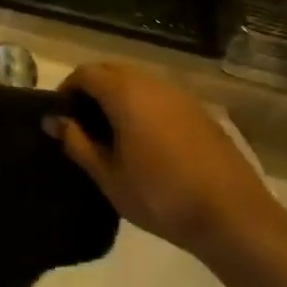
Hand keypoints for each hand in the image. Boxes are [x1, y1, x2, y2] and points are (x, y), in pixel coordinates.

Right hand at [53, 63, 286, 257]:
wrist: (233, 216)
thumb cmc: (160, 196)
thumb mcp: (108, 175)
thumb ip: (76, 142)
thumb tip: (54, 120)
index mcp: (126, 94)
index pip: (85, 73)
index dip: (67, 90)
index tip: (60, 116)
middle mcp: (153, 84)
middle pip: (111, 70)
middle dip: (91, 89)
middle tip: (81, 124)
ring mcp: (181, 96)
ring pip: (138, 81)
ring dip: (118, 96)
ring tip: (111, 132)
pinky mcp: (201, 112)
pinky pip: (160, 96)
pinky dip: (143, 105)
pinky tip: (144, 140)